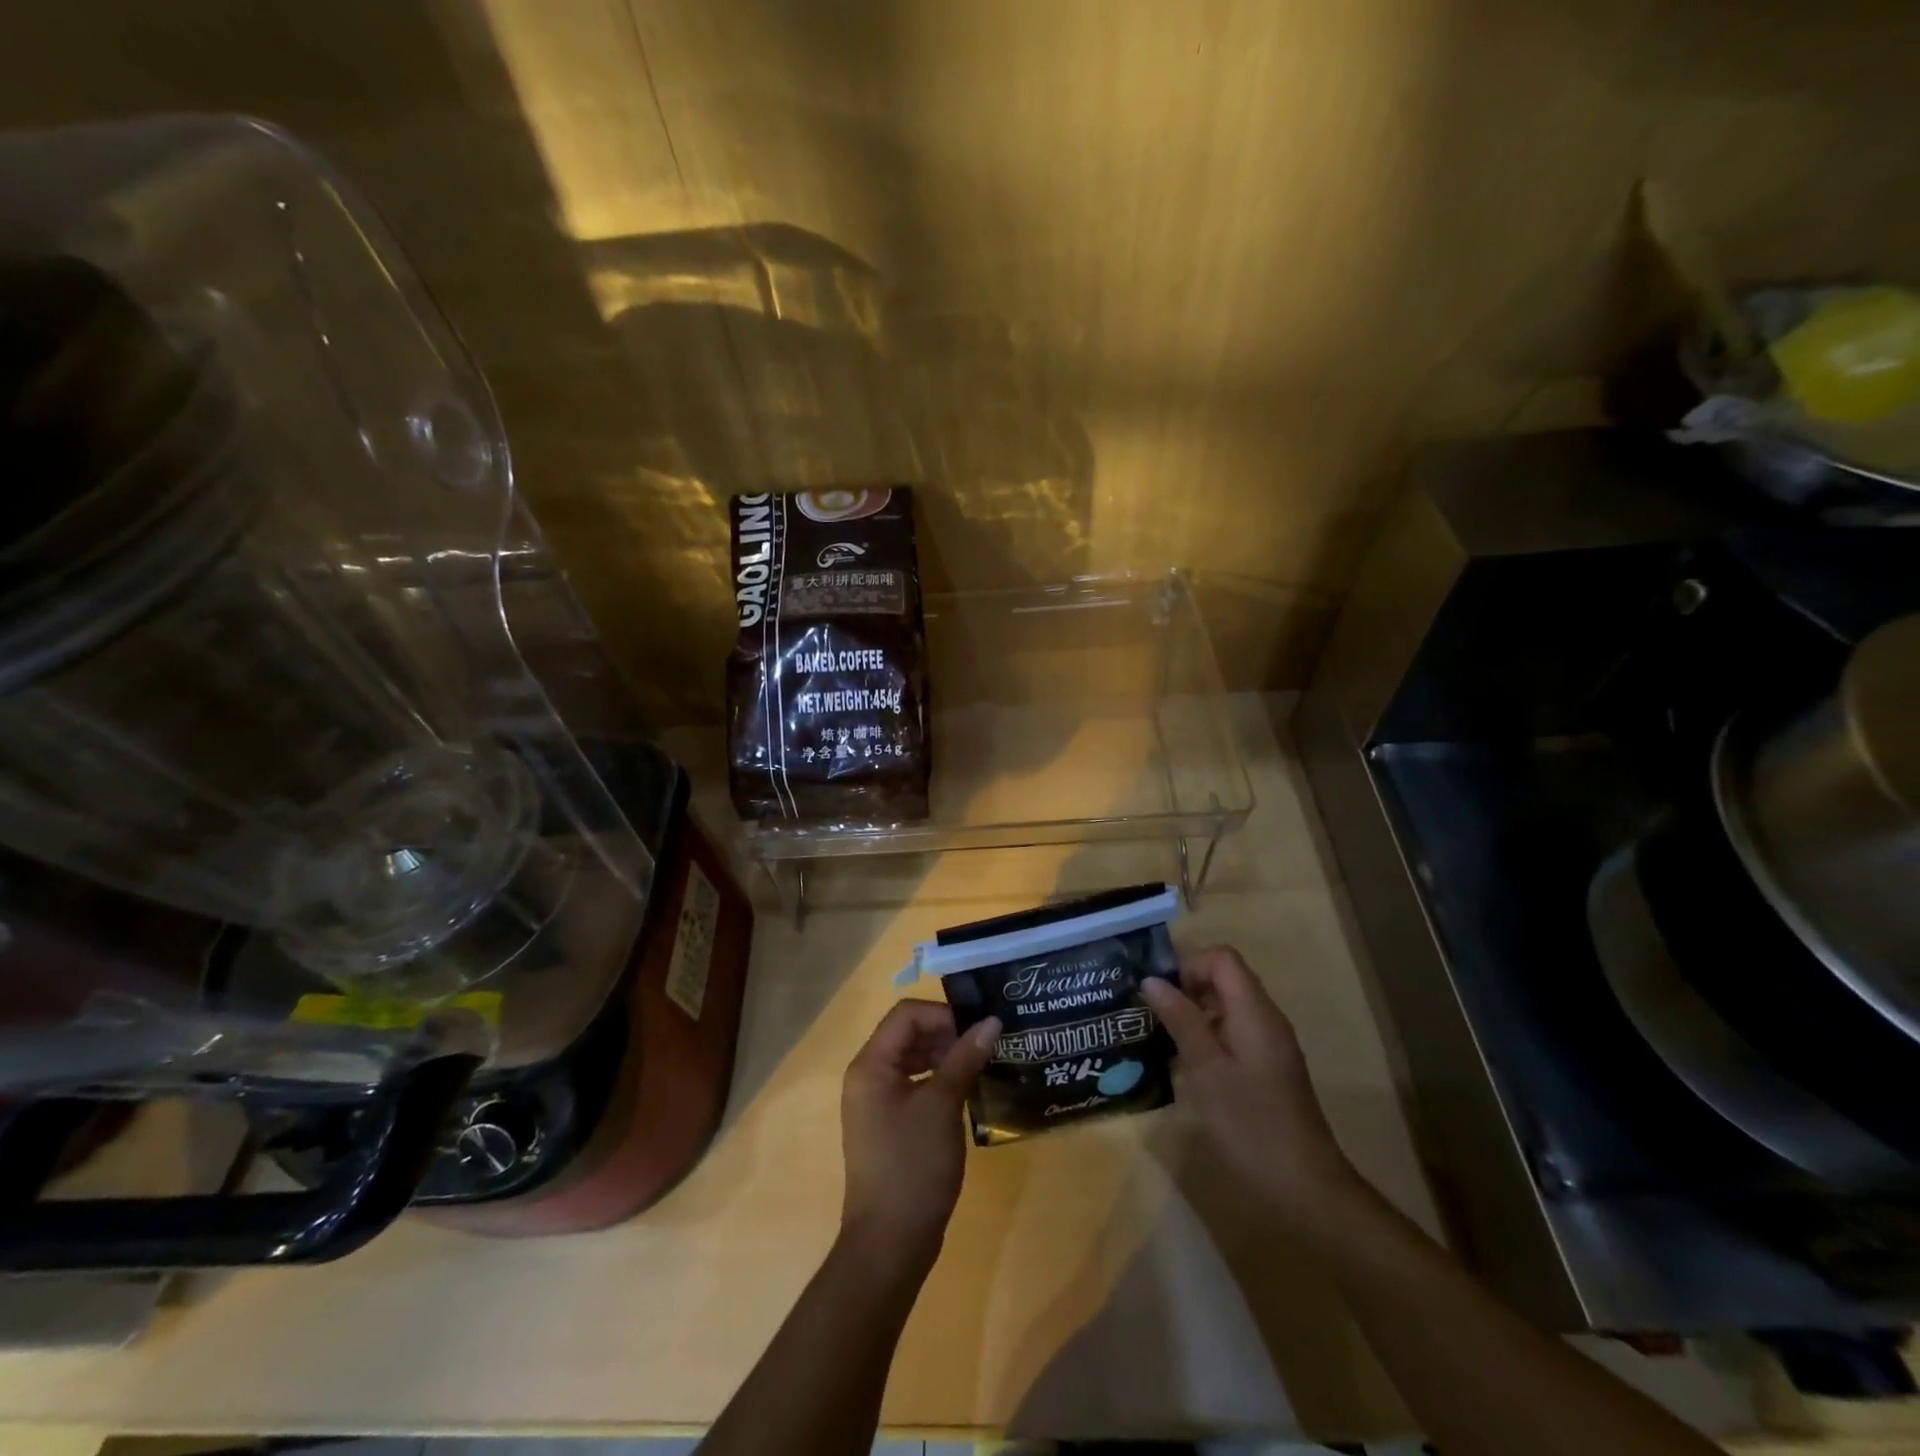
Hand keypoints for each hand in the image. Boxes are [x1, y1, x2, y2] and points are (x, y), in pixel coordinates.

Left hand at [840, 1000, 1000, 1271]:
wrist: (890, 1243)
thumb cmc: (913, 1166)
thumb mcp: (942, 1106)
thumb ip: (965, 1057)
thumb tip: (991, 1021)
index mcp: (870, 1065)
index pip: (906, 1015)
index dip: (943, 1014)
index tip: (978, 1028)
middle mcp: (867, 1076)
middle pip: (907, 1033)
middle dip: (947, 1033)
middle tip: (986, 1045)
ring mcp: (876, 1102)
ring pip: (912, 1059)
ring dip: (945, 1056)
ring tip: (982, 1064)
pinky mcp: (888, 1125)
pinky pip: (914, 1085)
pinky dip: (939, 1080)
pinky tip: (967, 1091)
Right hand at [1142, 945, 1361, 1226]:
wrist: (1304, 1186)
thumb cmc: (1250, 1124)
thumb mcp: (1206, 1070)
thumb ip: (1181, 1020)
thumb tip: (1152, 981)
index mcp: (1255, 1012)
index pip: (1222, 958)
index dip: (1188, 965)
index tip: (1160, 992)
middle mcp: (1267, 1019)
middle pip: (1226, 978)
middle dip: (1187, 986)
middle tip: (1153, 1014)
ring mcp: (1270, 1044)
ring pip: (1228, 1005)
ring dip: (1194, 1012)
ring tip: (1162, 1037)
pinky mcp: (1269, 1067)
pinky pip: (1235, 1031)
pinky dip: (1208, 1035)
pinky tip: (1187, 1065)